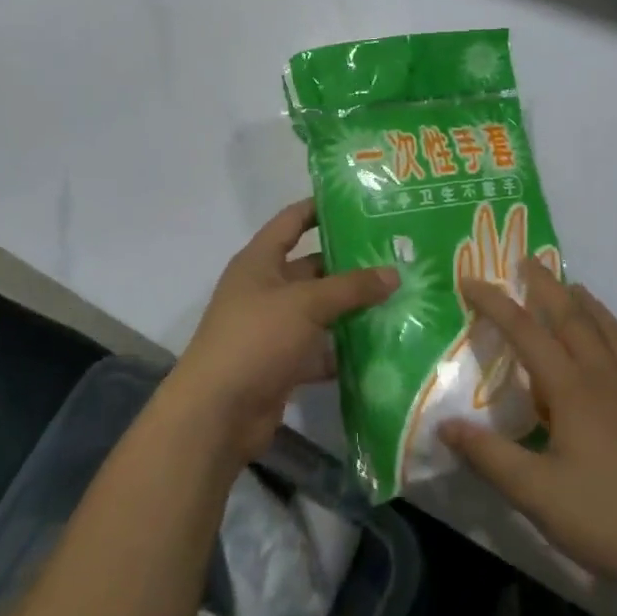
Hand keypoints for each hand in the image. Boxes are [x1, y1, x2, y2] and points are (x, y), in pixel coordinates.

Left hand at [168, 199, 397, 462]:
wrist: (217, 413)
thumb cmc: (256, 339)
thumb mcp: (305, 304)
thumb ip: (351, 287)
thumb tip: (394, 273)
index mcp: (259, 262)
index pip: (291, 222)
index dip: (320, 208)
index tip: (359, 202)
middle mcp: (265, 289)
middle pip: (312, 268)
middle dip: (349, 264)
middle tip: (395, 256)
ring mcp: (273, 328)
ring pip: (320, 310)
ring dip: (352, 308)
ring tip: (399, 297)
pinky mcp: (283, 363)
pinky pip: (320, 348)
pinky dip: (344, 349)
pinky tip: (382, 346)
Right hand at [440, 261, 616, 590]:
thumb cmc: (605, 517)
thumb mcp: (534, 492)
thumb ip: (488, 455)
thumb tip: (444, 424)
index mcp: (571, 389)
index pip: (525, 332)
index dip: (495, 304)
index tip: (470, 280)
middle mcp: (607, 378)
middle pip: (574, 319)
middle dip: (548, 287)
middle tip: (528, 261)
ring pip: (616, 334)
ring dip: (593, 307)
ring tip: (576, 288)